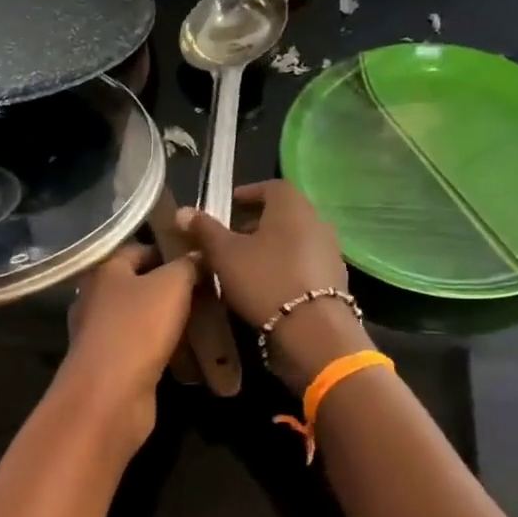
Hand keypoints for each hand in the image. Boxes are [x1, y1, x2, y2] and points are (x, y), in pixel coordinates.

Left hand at [59, 244, 200, 445]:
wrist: (109, 395)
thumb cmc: (138, 328)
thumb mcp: (172, 285)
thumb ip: (187, 265)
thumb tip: (199, 255)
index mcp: (104, 271)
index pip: (137, 249)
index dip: (168, 250)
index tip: (200, 258)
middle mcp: (95, 299)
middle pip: (138, 285)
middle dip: (171, 288)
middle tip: (208, 291)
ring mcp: (100, 334)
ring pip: (141, 318)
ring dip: (169, 321)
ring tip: (205, 321)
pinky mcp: (110, 365)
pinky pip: (141, 348)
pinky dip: (163, 349)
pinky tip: (189, 354)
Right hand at [177, 180, 372, 386]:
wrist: (313, 329)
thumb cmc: (264, 280)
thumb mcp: (225, 254)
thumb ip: (205, 230)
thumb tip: (183, 211)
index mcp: (291, 206)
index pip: (271, 186)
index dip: (249, 193)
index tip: (230, 204)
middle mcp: (316, 221)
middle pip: (284, 213)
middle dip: (257, 222)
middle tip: (232, 236)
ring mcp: (329, 250)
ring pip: (294, 238)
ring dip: (271, 245)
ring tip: (246, 262)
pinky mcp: (334, 278)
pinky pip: (304, 261)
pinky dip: (285, 264)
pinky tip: (268, 283)